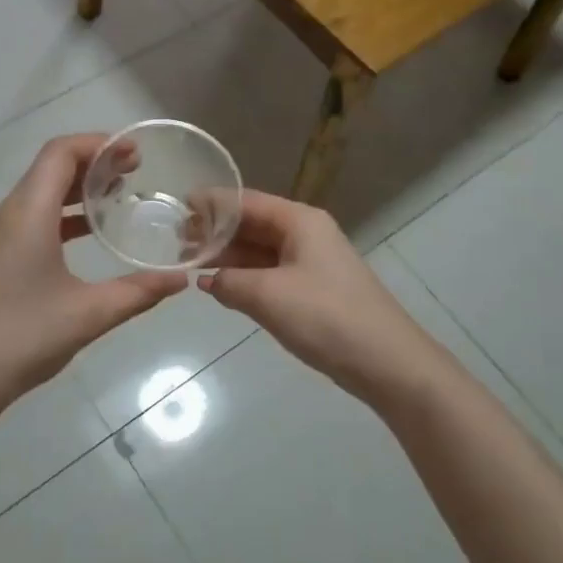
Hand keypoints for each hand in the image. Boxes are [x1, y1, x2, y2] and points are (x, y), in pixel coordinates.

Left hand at [0, 134, 187, 408]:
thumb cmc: (19, 338)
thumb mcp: (88, 315)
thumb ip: (138, 292)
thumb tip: (180, 279)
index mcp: (27, 214)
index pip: (61, 153)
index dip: (99, 144)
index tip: (135, 154)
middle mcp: (6, 216)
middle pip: (49, 170)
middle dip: (93, 165)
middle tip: (134, 174)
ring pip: (37, 197)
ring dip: (75, 192)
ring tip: (115, 202)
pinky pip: (27, 222)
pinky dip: (59, 218)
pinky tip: (83, 243)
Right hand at [199, 191, 442, 406]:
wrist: (385, 361)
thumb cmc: (326, 317)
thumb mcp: (268, 296)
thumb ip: (229, 282)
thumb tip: (206, 280)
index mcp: (299, 221)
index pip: (247, 202)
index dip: (212, 203)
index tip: (178, 207)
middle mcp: (305, 234)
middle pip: (253, 224)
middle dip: (216, 232)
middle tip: (176, 242)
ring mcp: (311, 263)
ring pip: (260, 251)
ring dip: (227, 256)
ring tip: (189, 264)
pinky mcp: (313, 290)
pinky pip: (270, 273)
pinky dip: (244, 277)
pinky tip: (219, 287)